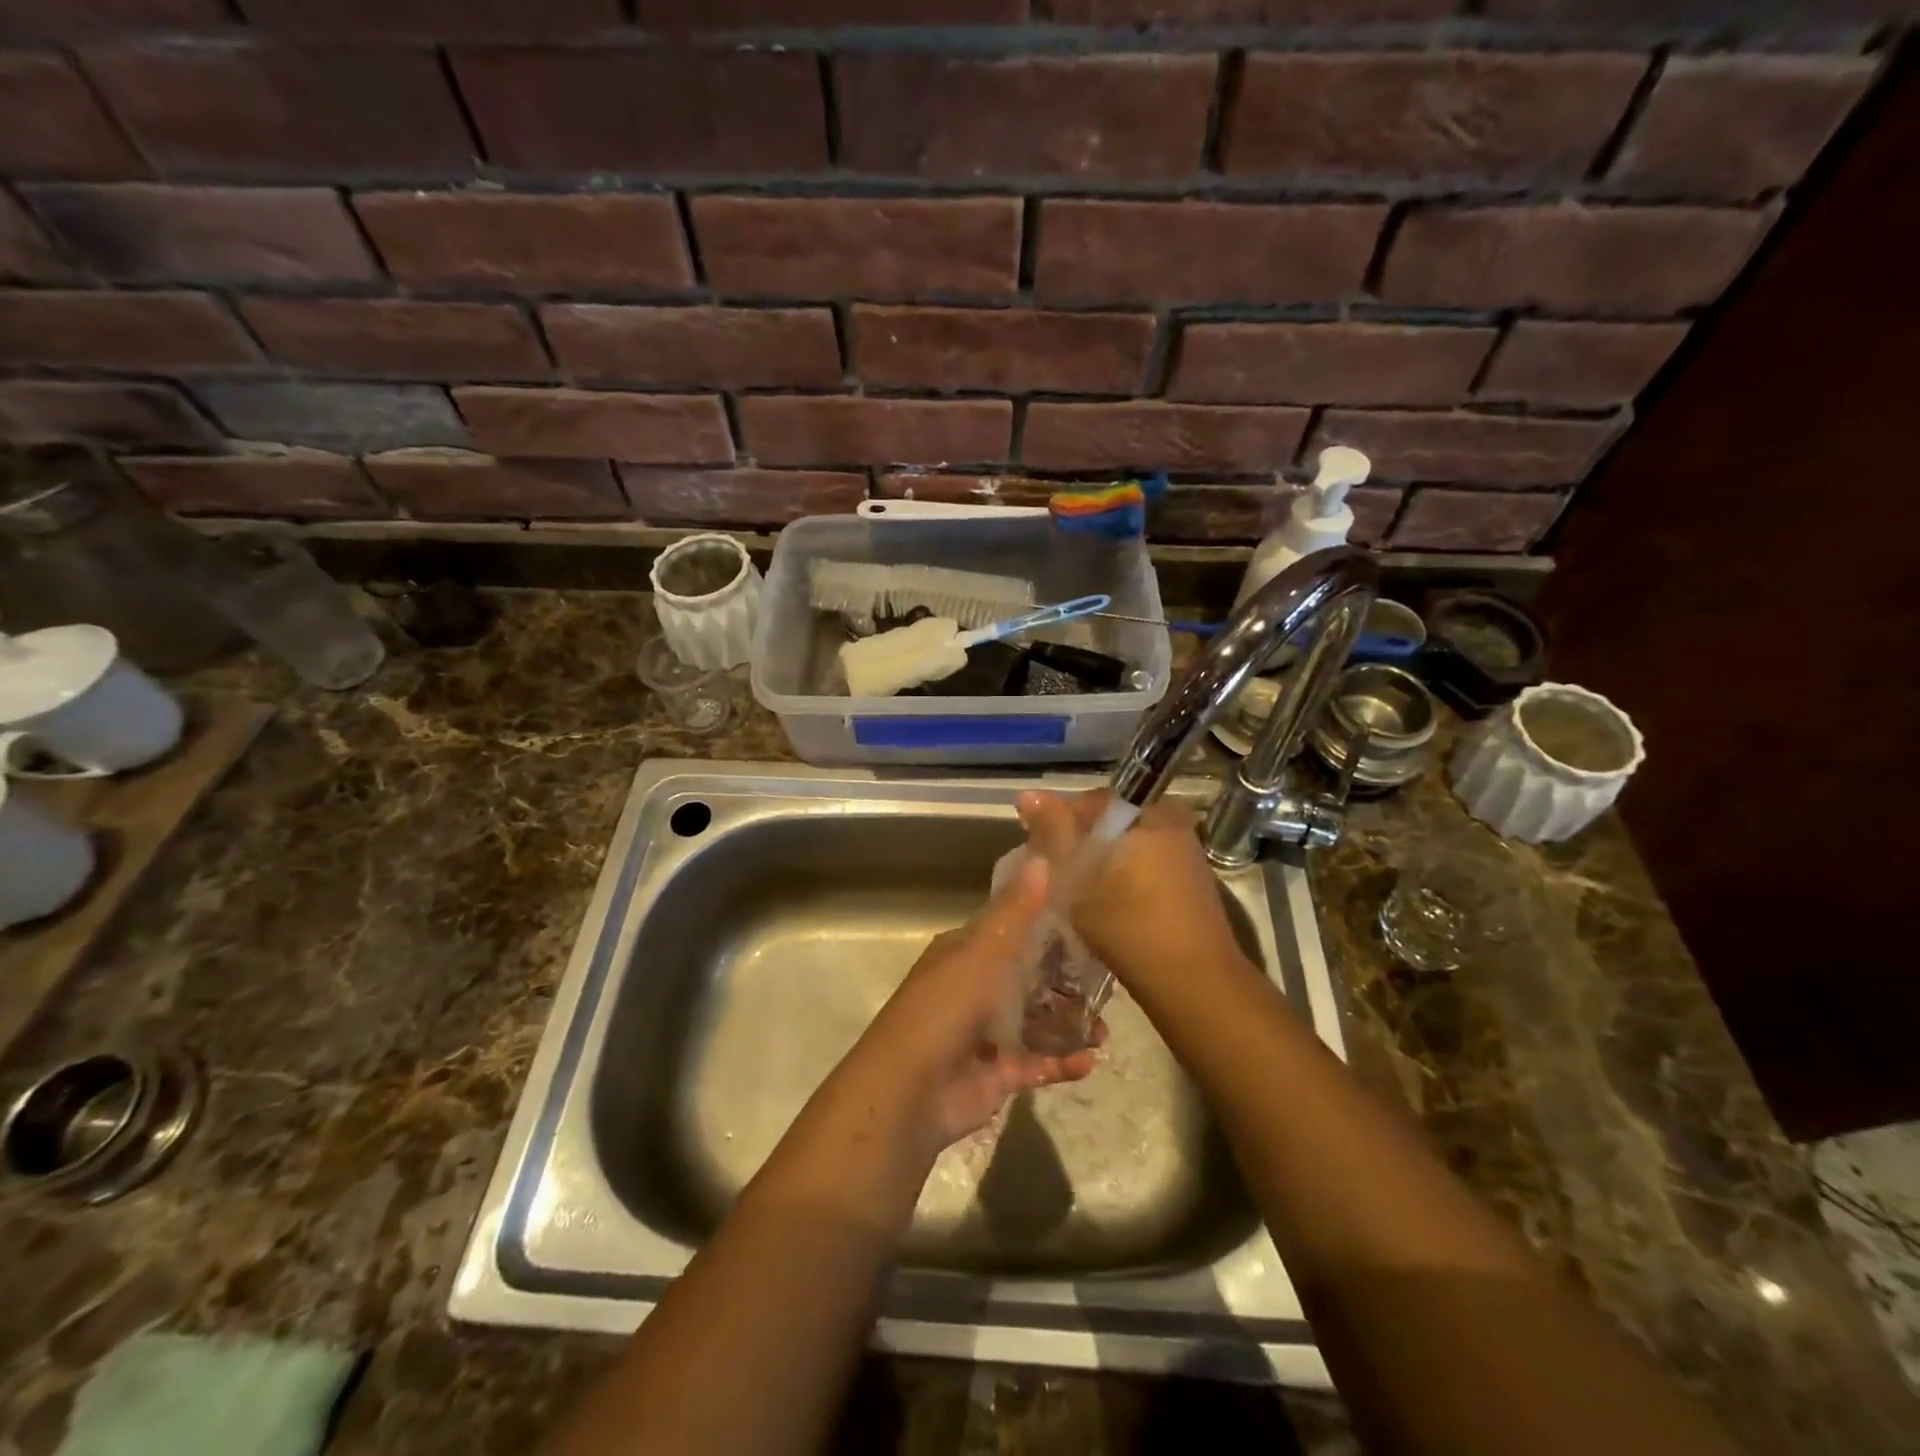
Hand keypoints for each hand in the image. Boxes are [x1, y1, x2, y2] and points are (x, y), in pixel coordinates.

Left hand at [848, 854, 1101, 1150]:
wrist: (910, 1089)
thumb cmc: (947, 1007)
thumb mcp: (984, 950)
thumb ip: (1017, 910)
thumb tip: (1043, 858)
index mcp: (967, 952)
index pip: (1014, 931)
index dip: (1050, 928)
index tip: (1093, 926)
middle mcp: (976, 987)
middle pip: (1031, 978)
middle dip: (1068, 982)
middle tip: (1109, 986)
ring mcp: (986, 1033)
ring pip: (1038, 1021)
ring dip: (1071, 1024)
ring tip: (1106, 1032)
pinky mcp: (997, 1073)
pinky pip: (1037, 1062)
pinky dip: (1063, 1062)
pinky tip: (1091, 1061)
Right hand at [1015, 790, 1249, 999]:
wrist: (1193, 982)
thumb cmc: (1128, 924)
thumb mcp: (1077, 877)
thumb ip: (1053, 832)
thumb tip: (1029, 794)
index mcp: (1147, 811)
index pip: (1089, 801)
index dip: (1058, 825)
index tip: (1040, 855)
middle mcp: (1171, 820)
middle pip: (1109, 822)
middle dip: (1080, 844)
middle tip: (1056, 876)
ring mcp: (1185, 850)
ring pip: (1126, 844)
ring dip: (1101, 862)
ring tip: (1078, 893)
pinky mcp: (1191, 879)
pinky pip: (1146, 863)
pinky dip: (1124, 876)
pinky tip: (1109, 904)